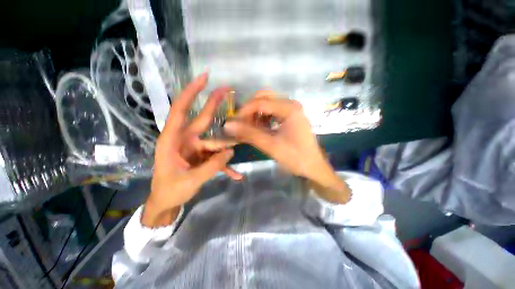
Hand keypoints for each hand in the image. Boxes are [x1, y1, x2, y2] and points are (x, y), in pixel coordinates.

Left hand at [142, 73, 240, 226]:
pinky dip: (225, 166)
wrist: (165, 203)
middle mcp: (185, 140)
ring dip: (225, 153)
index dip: (191, 93)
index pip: (181, 110)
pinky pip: (216, 157)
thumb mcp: (190, 180)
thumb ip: (212, 166)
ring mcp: (195, 148)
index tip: (204, 78)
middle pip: (202, 119)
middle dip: (214, 104)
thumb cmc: (170, 191)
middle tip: (228, 90)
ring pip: (215, 144)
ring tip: (233, 169)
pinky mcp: (202, 156)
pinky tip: (236, 175)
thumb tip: (231, 152)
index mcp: (173, 140)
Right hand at [224, 92, 350, 202]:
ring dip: (255, 114)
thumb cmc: (295, 157)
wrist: (313, 167)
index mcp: (289, 108)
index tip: (233, 123)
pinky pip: (271, 112)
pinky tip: (258, 128)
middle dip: (249, 110)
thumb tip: (228, 125)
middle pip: (263, 98)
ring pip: (267, 104)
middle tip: (241, 124)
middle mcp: (290, 104)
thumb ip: (249, 134)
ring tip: (249, 128)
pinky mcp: (289, 117)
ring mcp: (291, 110)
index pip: (260, 102)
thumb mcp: (271, 145)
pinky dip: (262, 118)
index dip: (244, 111)